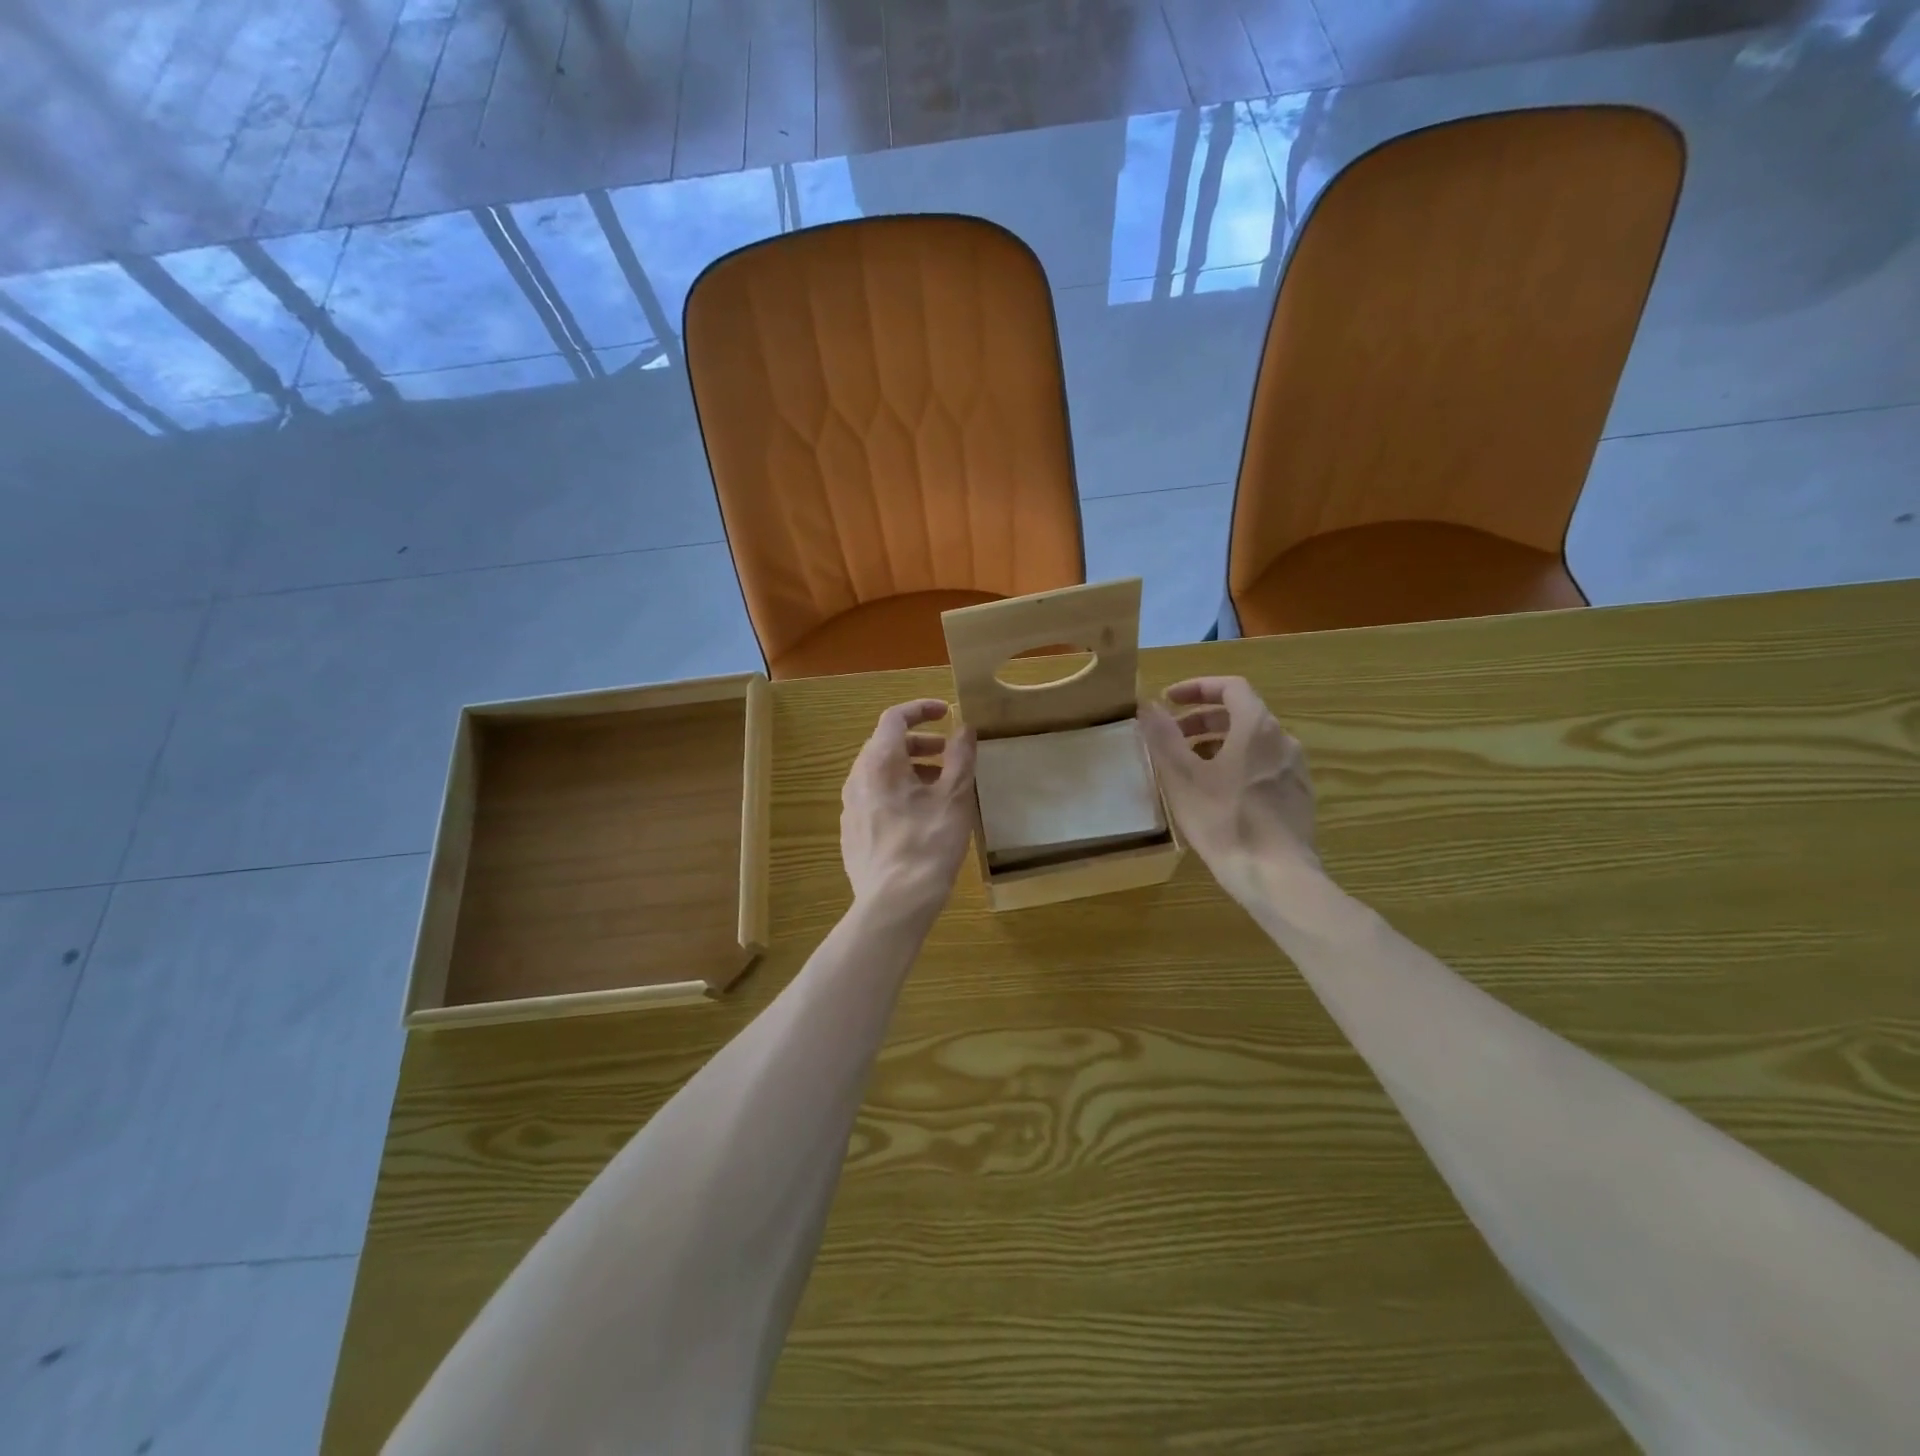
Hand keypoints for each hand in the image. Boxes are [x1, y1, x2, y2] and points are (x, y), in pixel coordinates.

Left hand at [841, 699, 978, 920]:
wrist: (894, 903)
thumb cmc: (928, 844)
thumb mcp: (955, 797)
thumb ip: (960, 757)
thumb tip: (963, 728)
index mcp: (880, 762)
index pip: (894, 718)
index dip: (921, 709)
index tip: (947, 712)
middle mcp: (857, 778)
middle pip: (885, 745)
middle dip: (919, 742)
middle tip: (948, 753)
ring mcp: (850, 806)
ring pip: (879, 773)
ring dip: (909, 768)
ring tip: (940, 786)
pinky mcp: (851, 831)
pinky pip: (874, 797)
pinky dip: (897, 791)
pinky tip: (919, 816)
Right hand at [1139, 677, 1318, 904]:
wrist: (1277, 877)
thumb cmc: (1225, 821)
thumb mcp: (1183, 778)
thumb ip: (1164, 737)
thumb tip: (1147, 705)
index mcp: (1257, 727)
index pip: (1231, 687)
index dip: (1197, 688)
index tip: (1168, 700)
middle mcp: (1283, 740)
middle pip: (1242, 713)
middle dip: (1202, 719)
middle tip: (1172, 736)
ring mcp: (1295, 769)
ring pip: (1253, 742)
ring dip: (1218, 743)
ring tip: (1189, 767)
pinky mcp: (1299, 796)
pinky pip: (1264, 766)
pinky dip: (1237, 764)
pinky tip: (1218, 794)